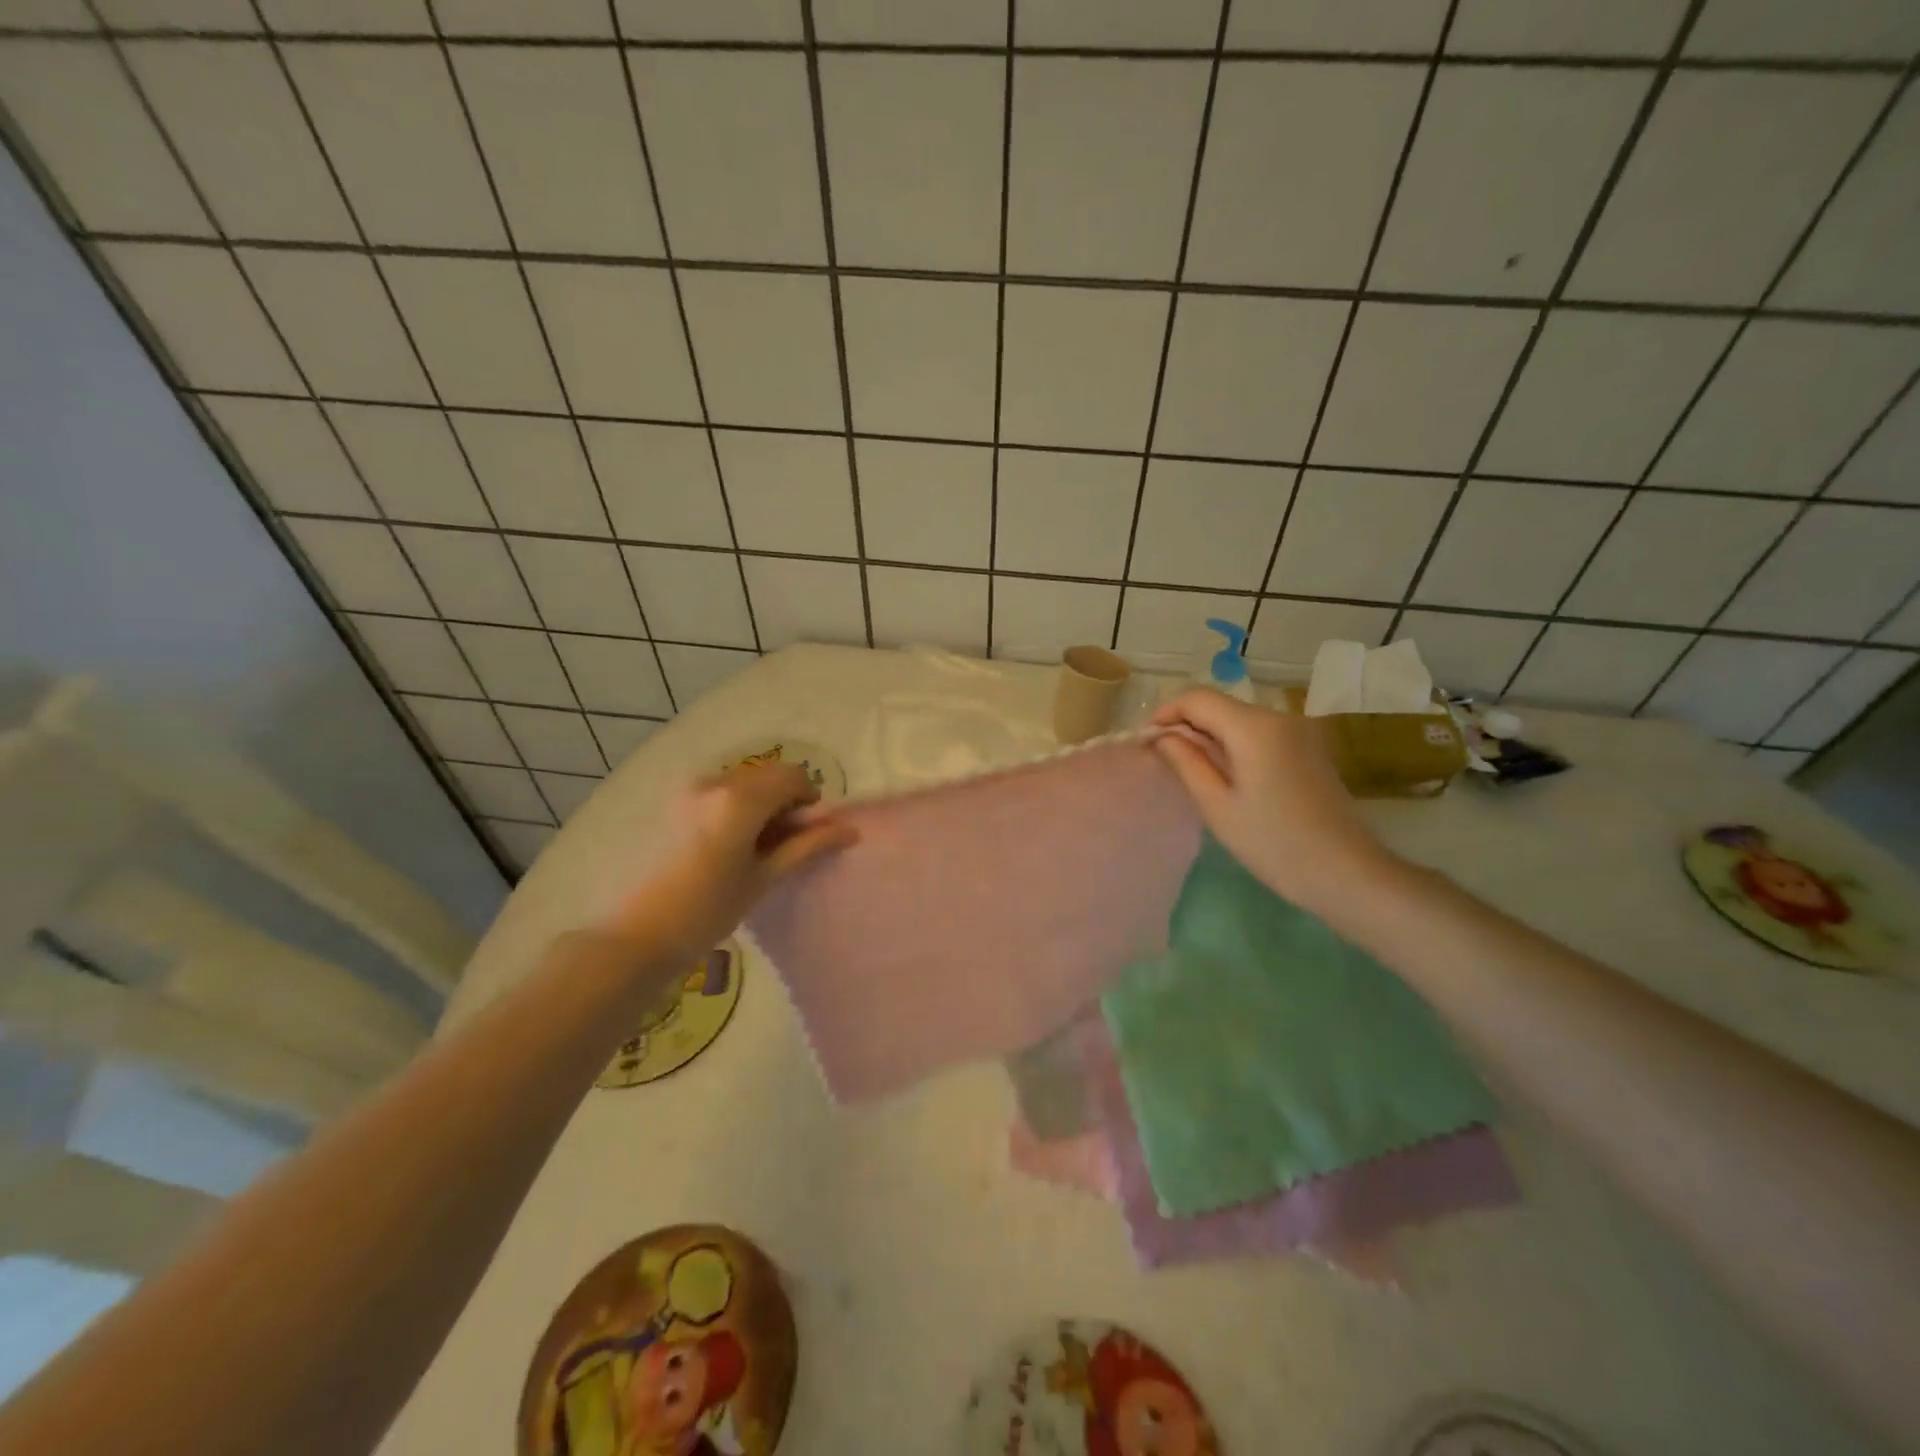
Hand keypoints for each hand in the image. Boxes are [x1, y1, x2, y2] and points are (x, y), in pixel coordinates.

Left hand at [605, 763, 854, 966]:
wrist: (637, 935)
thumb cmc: (708, 910)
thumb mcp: (765, 877)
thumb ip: (807, 846)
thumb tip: (849, 830)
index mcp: (740, 798)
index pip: (793, 776)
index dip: (809, 800)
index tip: (806, 834)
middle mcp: (715, 781)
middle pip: (767, 776)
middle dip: (784, 802)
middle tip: (782, 844)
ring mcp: (689, 790)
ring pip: (743, 782)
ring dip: (760, 804)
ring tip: (752, 849)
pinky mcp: (673, 803)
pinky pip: (719, 792)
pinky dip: (735, 808)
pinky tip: (726, 847)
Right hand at [1151, 689, 1392, 911]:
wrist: (1346, 872)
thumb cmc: (1273, 843)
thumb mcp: (1217, 805)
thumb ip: (1186, 762)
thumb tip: (1163, 737)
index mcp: (1253, 727)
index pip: (1197, 698)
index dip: (1166, 713)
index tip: (1146, 741)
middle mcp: (1278, 717)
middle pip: (1219, 706)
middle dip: (1187, 725)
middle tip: (1164, 760)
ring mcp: (1299, 731)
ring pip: (1239, 719)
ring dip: (1210, 736)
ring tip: (1192, 772)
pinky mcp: (1309, 748)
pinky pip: (1260, 734)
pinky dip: (1235, 745)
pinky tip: (1227, 777)